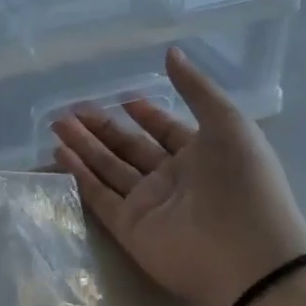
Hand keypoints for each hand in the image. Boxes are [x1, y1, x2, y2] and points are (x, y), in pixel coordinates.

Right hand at [52, 48, 305, 305]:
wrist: (249, 255)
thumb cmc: (242, 180)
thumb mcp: (227, 121)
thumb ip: (195, 87)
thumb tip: (171, 51)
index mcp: (201, 155)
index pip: (165, 131)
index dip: (145, 115)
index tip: (123, 98)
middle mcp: (173, 180)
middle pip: (130, 148)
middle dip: (102, 128)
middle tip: (71, 109)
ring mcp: (149, 205)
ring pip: (109, 170)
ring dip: (84, 146)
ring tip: (56, 123)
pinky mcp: (129, 229)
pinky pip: (100, 196)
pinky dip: (79, 175)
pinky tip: (59, 152)